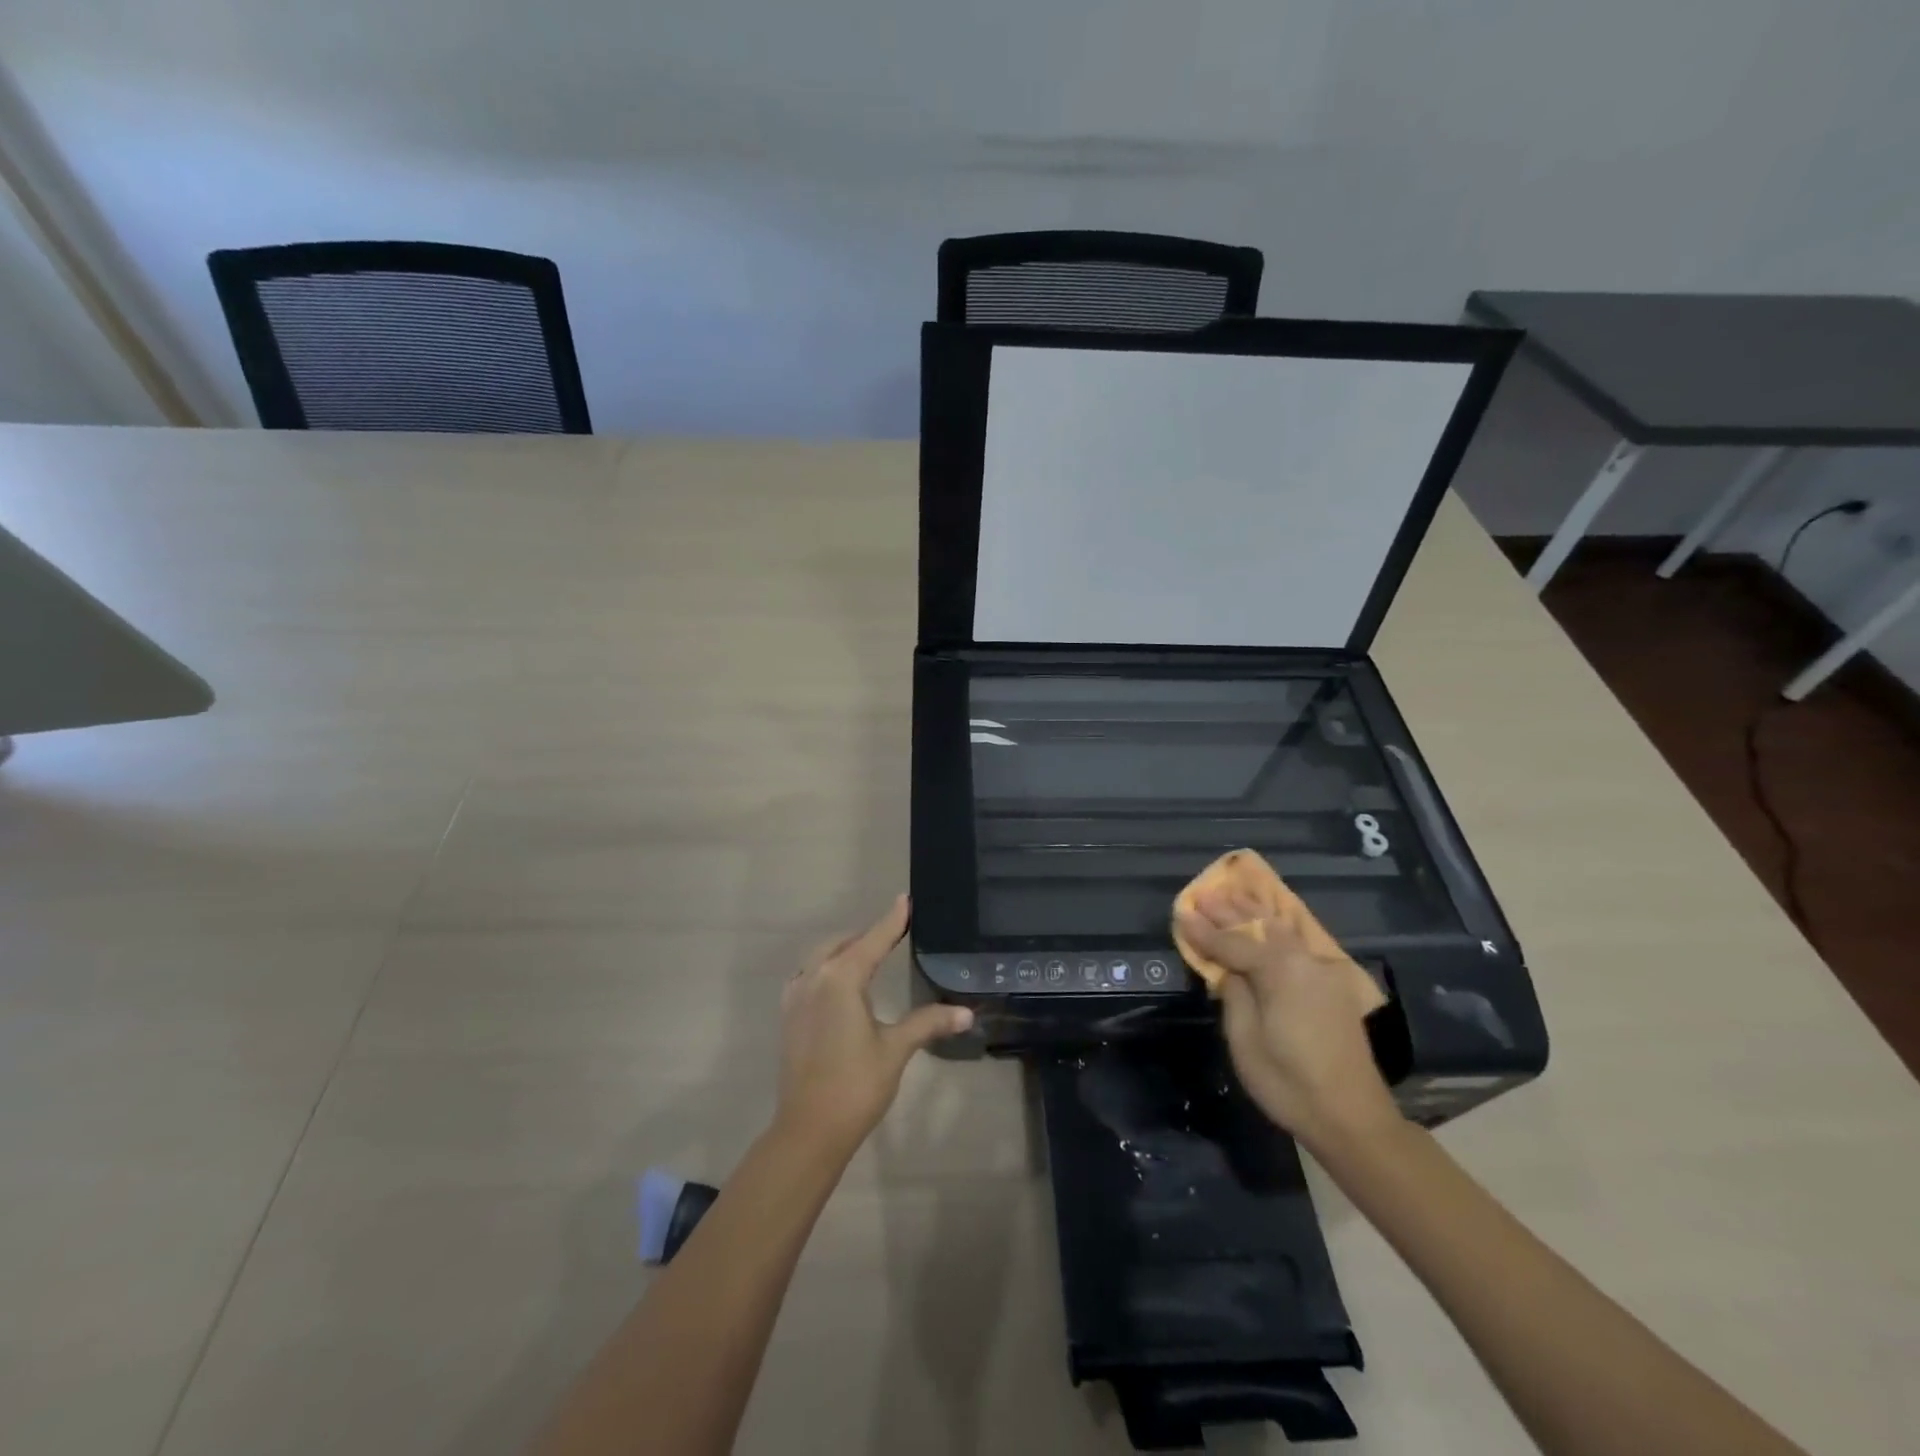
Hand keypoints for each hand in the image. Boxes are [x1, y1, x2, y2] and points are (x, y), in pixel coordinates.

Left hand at [775, 895, 973, 1160]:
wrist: (808, 1130)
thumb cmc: (855, 1085)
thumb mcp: (896, 1049)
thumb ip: (928, 1022)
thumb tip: (967, 1012)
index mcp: (841, 979)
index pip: (872, 940)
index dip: (892, 920)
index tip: (905, 900)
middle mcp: (814, 978)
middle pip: (843, 944)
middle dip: (867, 935)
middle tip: (894, 932)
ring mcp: (796, 997)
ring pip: (821, 957)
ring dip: (844, 949)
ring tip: (868, 953)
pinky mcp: (789, 1016)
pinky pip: (808, 976)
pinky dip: (826, 968)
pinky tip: (838, 983)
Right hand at [1176, 884, 1400, 1153]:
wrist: (1352, 1118)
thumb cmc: (1289, 1083)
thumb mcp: (1246, 1040)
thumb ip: (1234, 994)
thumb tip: (1229, 971)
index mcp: (1280, 971)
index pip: (1233, 942)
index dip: (1204, 931)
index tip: (1181, 913)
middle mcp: (1304, 961)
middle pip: (1259, 927)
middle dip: (1229, 912)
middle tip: (1202, 895)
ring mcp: (1322, 971)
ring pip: (1282, 929)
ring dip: (1254, 912)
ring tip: (1230, 893)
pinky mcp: (1332, 985)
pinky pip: (1298, 942)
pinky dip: (1277, 926)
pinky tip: (1269, 918)